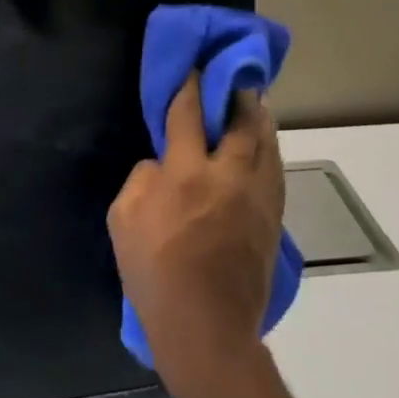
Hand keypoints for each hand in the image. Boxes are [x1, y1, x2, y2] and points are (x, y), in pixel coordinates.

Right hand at [109, 76, 286, 385]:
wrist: (206, 331)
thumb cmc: (154, 272)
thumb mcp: (123, 219)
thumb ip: (142, 179)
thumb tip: (162, 164)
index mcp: (187, 174)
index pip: (189, 115)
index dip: (190, 86)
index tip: (195, 66)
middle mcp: (228, 179)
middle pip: (242, 125)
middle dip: (240, 96)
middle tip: (239, 76)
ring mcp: (257, 202)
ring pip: (267, 148)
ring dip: (262, 121)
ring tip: (257, 103)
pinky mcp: (272, 223)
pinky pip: (275, 175)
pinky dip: (270, 152)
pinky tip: (265, 147)